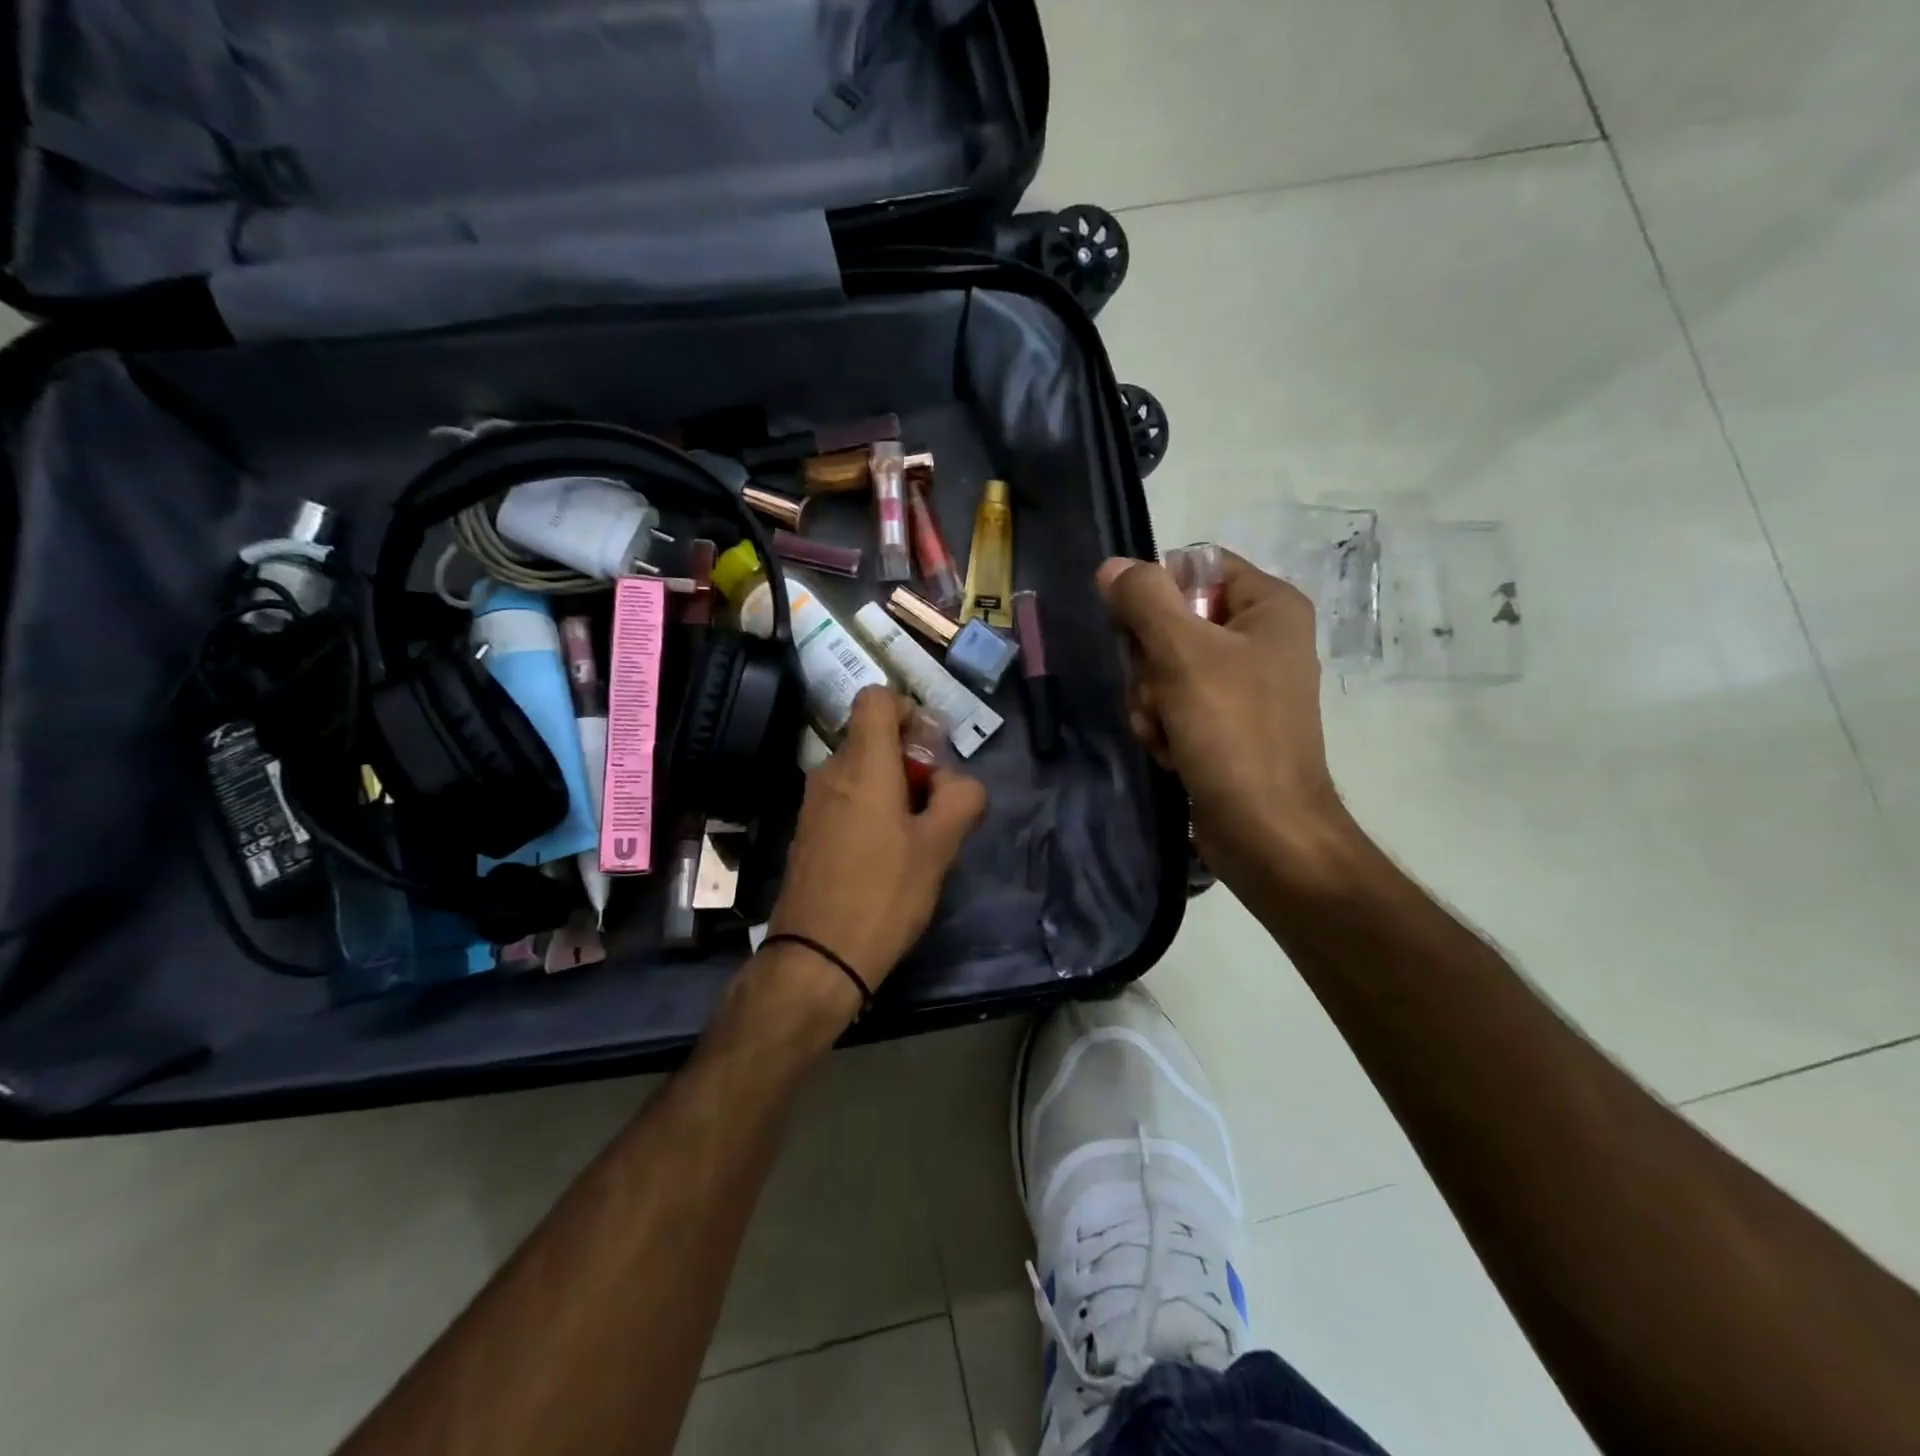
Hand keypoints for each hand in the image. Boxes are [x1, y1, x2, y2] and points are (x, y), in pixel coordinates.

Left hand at [766, 687, 987, 1014]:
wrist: (816, 957)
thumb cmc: (884, 893)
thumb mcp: (940, 846)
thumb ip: (961, 799)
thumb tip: (956, 782)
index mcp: (862, 764)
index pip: (876, 698)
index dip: (908, 709)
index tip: (930, 749)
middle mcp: (830, 772)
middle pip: (872, 738)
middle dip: (910, 760)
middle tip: (936, 804)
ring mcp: (812, 803)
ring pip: (860, 772)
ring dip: (892, 789)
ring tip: (916, 837)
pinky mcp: (806, 832)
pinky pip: (844, 800)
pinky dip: (869, 810)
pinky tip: (885, 856)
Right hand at [1099, 552, 1352, 889]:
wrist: (1265, 831)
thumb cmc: (1233, 732)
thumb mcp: (1183, 654)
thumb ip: (1144, 600)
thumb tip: (1112, 566)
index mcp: (1270, 606)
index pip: (1195, 566)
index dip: (1156, 594)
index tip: (1136, 631)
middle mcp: (1261, 638)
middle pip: (1173, 620)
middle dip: (1150, 662)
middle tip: (1158, 692)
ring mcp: (1244, 685)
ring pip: (1165, 666)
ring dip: (1151, 699)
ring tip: (1165, 730)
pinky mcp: (1226, 724)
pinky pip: (1176, 703)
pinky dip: (1164, 725)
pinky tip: (1170, 750)